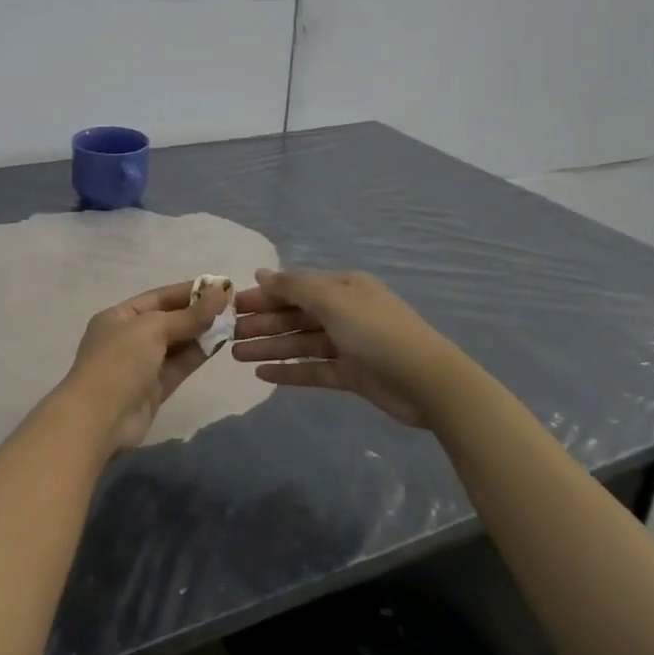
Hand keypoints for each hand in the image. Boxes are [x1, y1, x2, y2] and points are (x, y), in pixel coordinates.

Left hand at [56, 280, 231, 450]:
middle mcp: (128, 338)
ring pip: (176, 344)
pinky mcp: (154, 389)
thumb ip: (188, 315)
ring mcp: (141, 365)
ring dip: (201, 333)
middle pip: (168, 320)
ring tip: (233, 321)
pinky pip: (179, 365)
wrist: (100, 418)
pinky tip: (221, 342)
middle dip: (197, 313)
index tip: (218, 286)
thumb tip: (220, 294)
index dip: (187, 291)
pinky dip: (198, 354)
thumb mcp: (152, 328)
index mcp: (118, 317)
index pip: (157, 297)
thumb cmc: (120, 361)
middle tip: (232, 305)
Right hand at [230, 268, 455, 426]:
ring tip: (236, 356)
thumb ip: (294, 287)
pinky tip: (262, 374)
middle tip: (227, 334)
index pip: (294, 287)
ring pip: (299, 342)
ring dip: (269, 347)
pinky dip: (288, 370)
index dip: (263, 295)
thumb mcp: (333, 300)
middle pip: (294, 315)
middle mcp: (343, 312)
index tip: (231, 304)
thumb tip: (261, 272)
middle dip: (261, 322)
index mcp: (342, 288)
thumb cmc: (377, 331)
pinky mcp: (350, 374)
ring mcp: (347, 344)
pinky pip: (312, 369)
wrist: (427, 382)